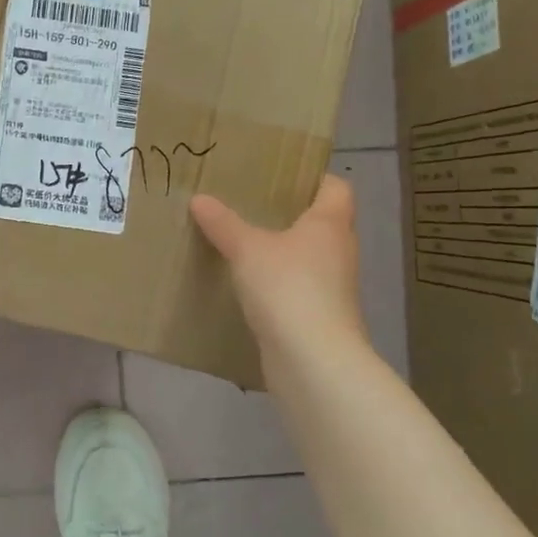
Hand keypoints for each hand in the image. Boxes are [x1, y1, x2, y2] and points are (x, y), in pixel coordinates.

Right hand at [191, 176, 369, 351]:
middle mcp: (338, 251)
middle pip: (319, 222)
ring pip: (306, 257)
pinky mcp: (318, 317)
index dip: (313, 177)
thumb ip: (223, 223)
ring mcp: (332, 287)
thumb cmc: (288, 287)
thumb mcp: (247, 249)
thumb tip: (199, 199)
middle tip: (248, 204)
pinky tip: (244, 284)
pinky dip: (275, 283)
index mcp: (330, 224)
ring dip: (280, 251)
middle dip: (287, 214)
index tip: (279, 175)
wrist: (312, 360)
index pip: (335, 187)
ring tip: (240, 241)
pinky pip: (295, 288)